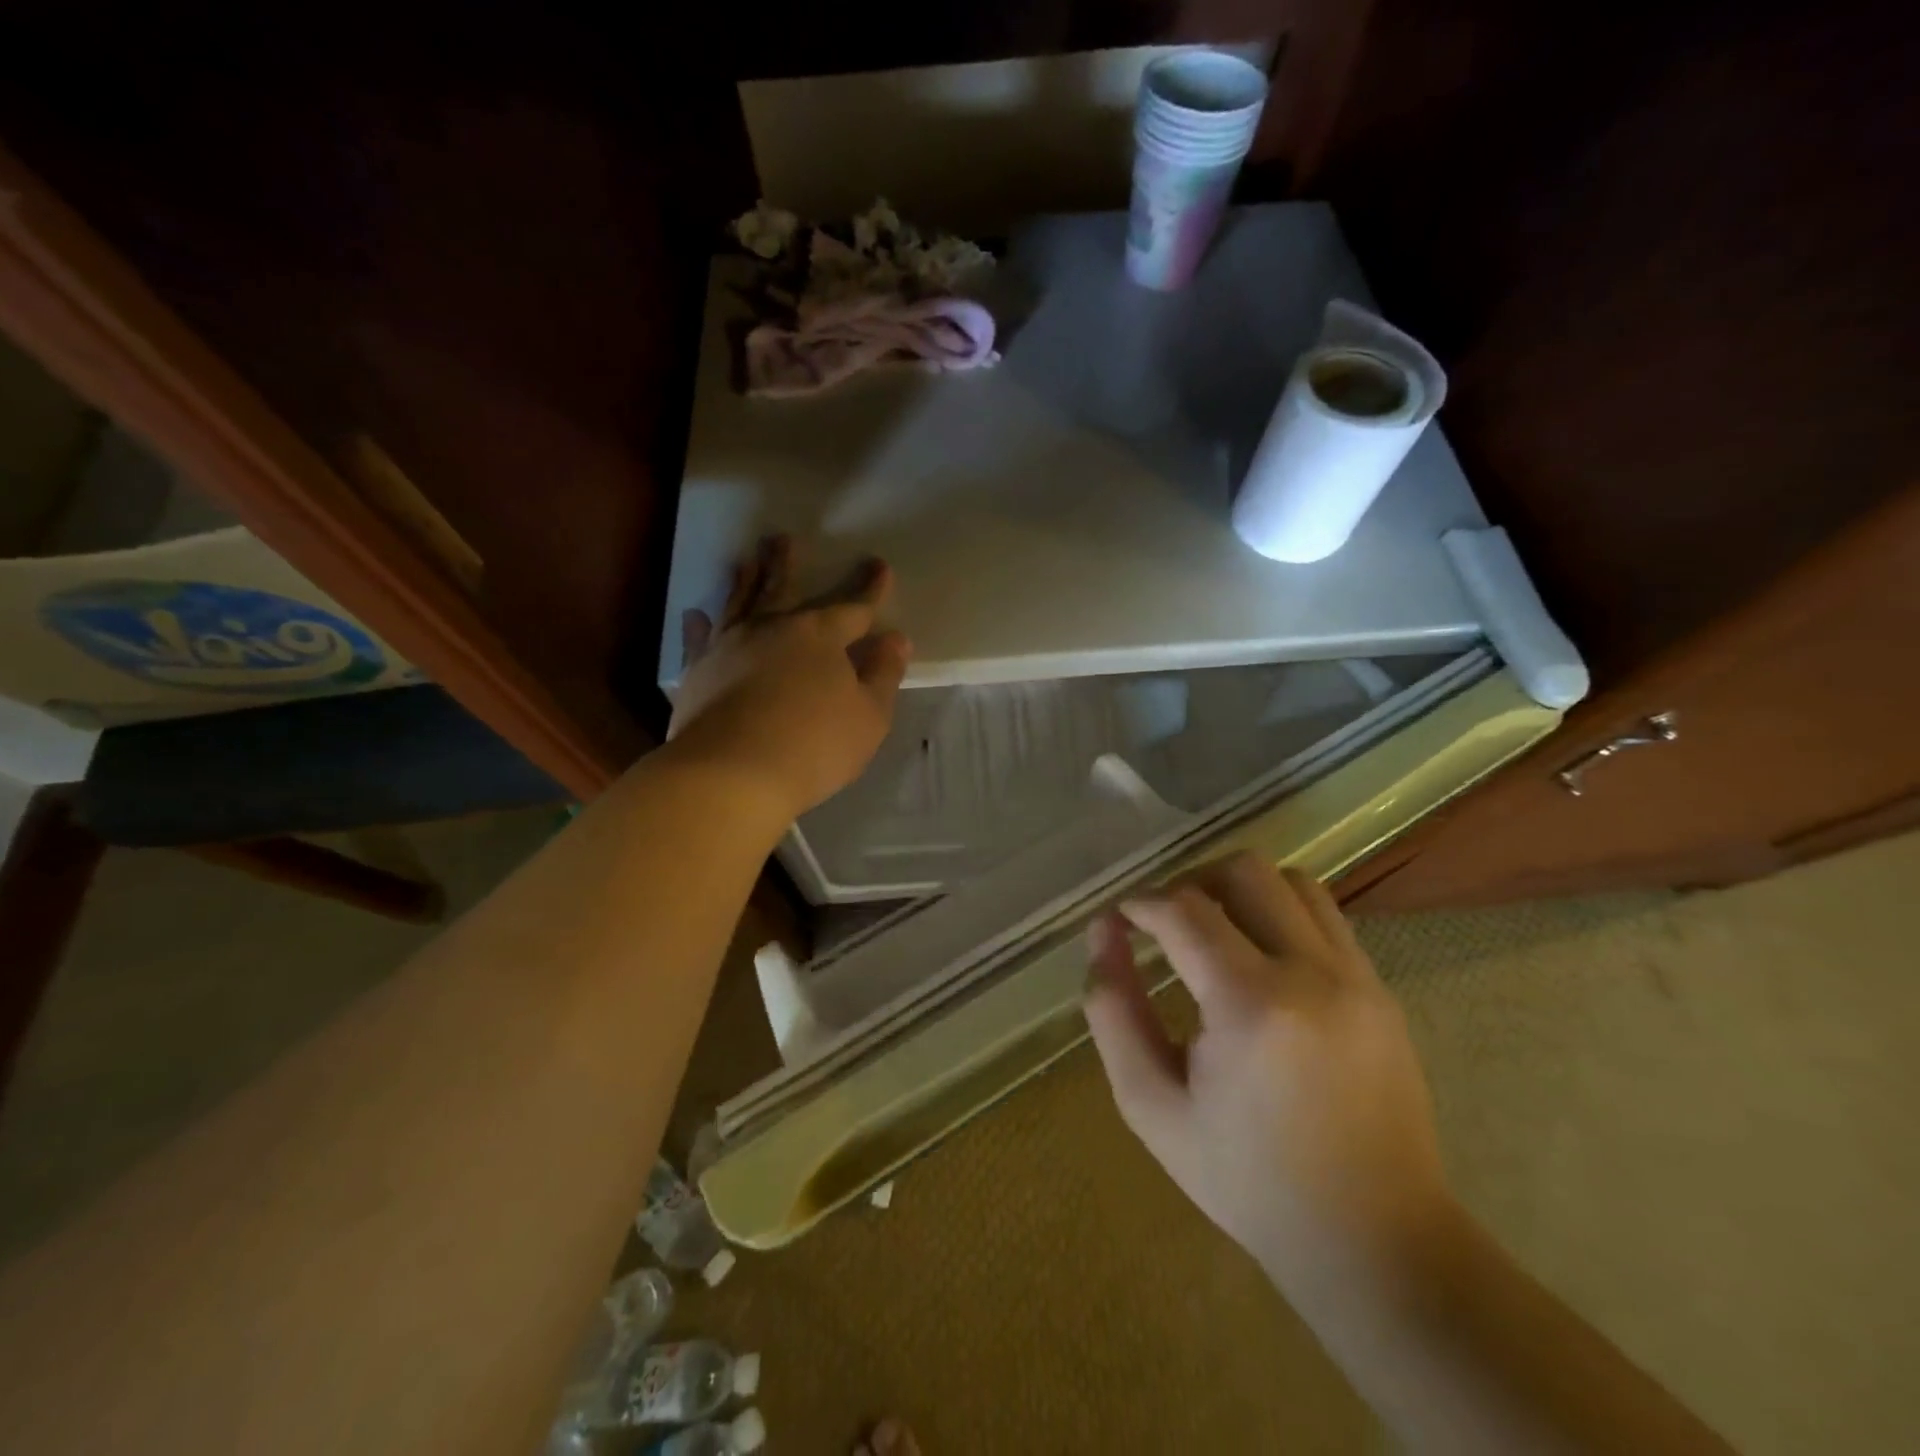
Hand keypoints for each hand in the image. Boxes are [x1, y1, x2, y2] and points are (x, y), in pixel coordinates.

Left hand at [670, 536, 910, 821]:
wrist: (731, 773)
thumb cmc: (813, 746)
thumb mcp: (868, 717)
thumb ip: (882, 675)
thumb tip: (896, 640)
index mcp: (819, 637)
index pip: (853, 608)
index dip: (869, 589)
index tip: (880, 566)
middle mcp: (771, 629)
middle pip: (782, 588)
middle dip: (786, 564)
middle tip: (781, 538)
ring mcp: (729, 647)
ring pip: (739, 603)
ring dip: (744, 580)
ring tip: (745, 559)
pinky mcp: (697, 673)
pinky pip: (698, 640)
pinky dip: (698, 626)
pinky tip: (695, 614)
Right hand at [1083, 852, 1454, 1298]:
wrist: (1372, 1240)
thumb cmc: (1247, 1179)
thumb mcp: (1151, 1104)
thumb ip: (1114, 1010)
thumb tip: (1103, 934)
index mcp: (1250, 1005)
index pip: (1184, 910)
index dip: (1142, 904)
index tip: (1121, 920)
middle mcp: (1312, 973)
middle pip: (1244, 872)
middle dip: (1191, 882)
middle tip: (1165, 923)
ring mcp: (1357, 977)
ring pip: (1291, 881)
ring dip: (1241, 890)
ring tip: (1214, 931)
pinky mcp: (1381, 990)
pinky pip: (1325, 916)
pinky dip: (1281, 913)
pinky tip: (1261, 958)